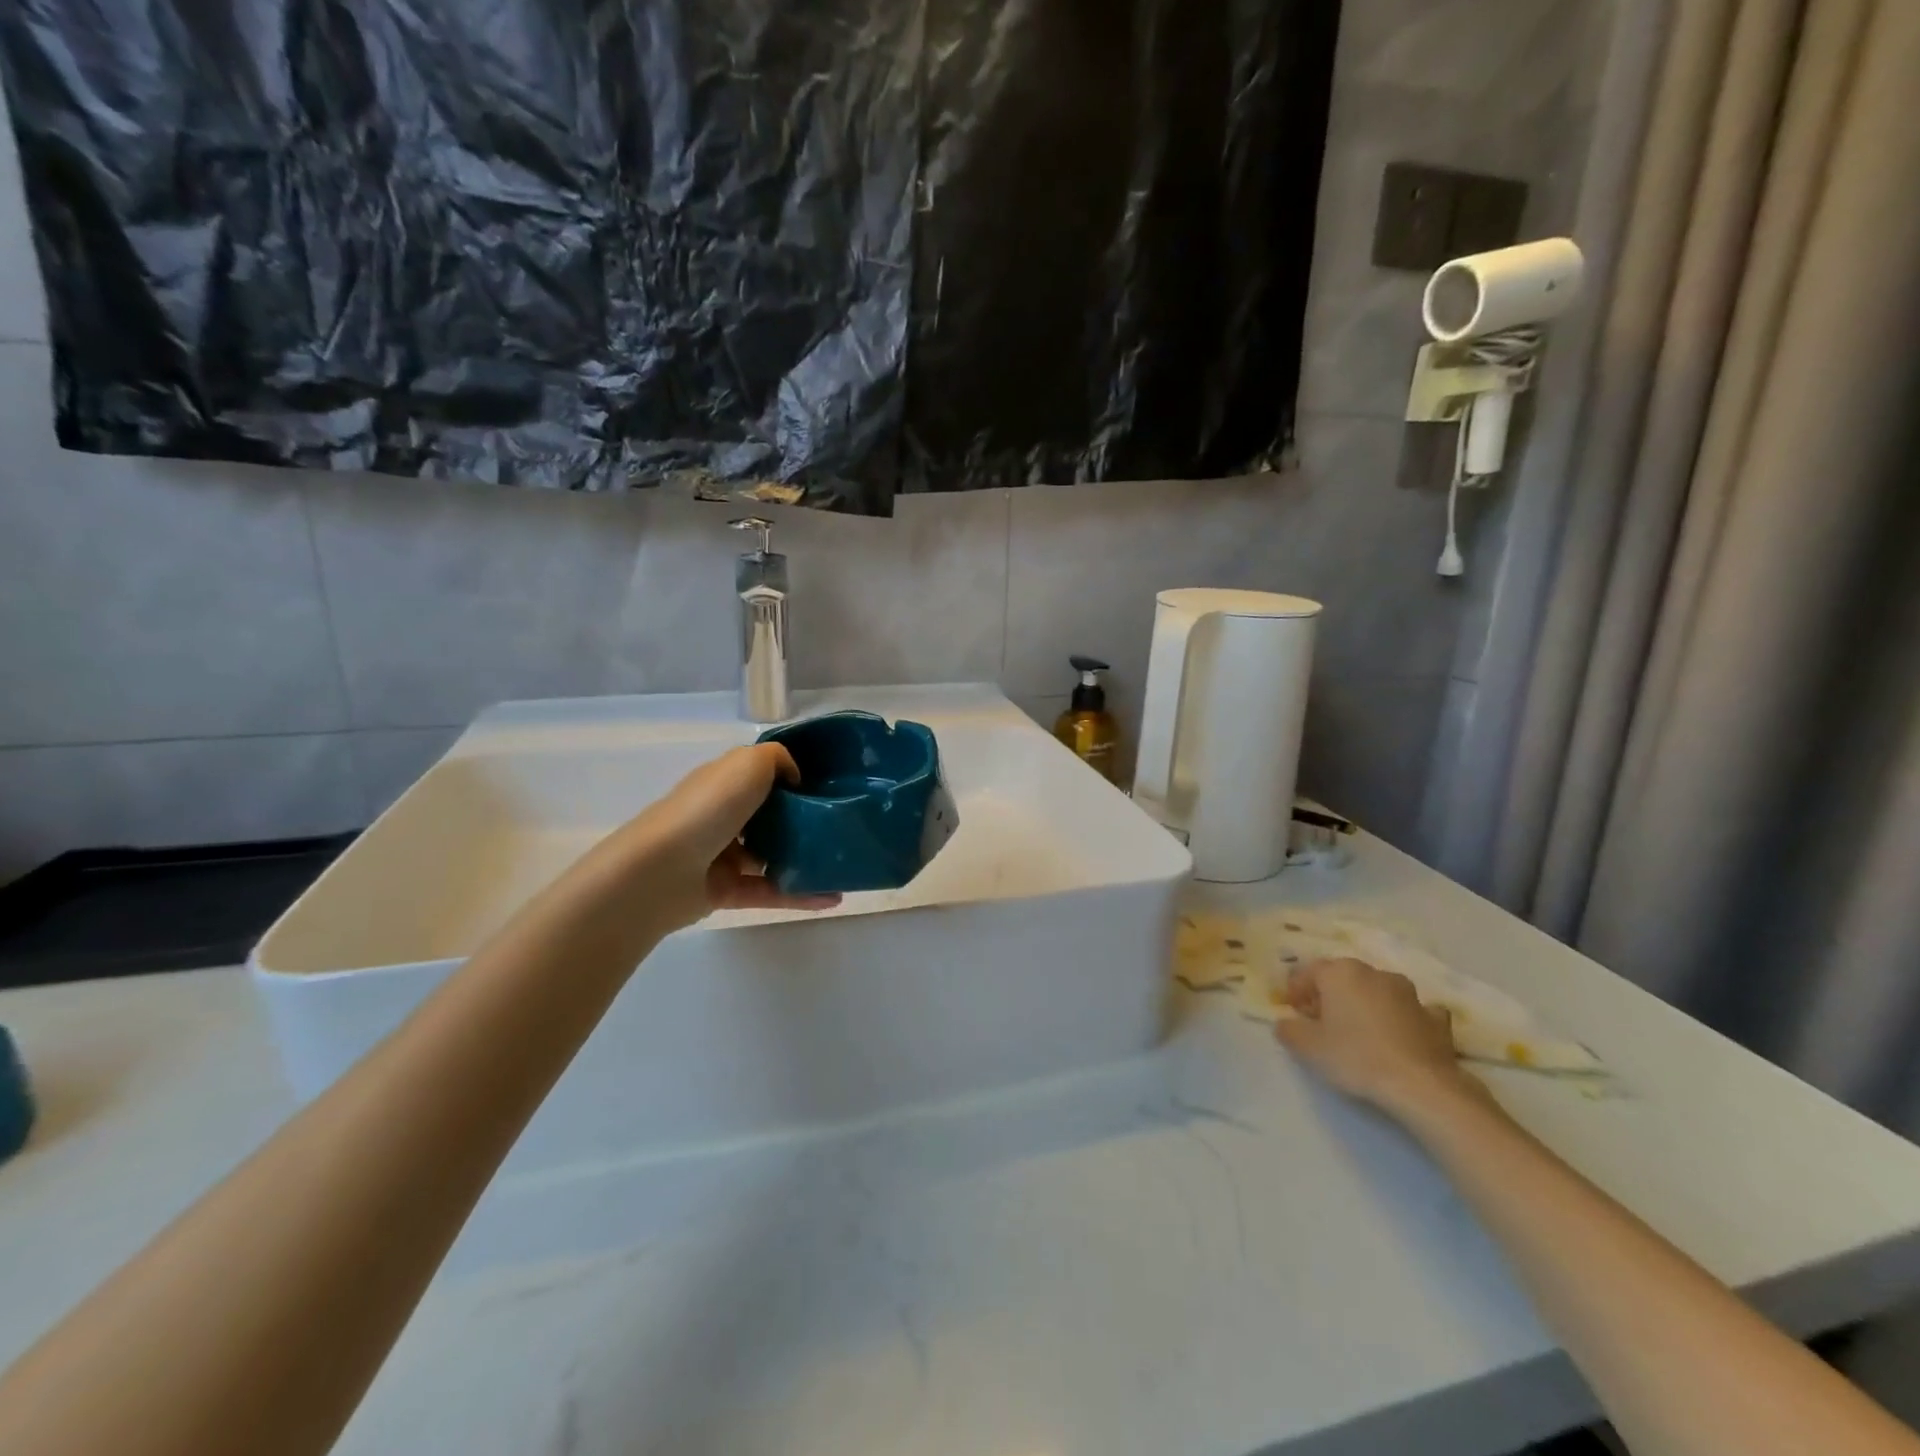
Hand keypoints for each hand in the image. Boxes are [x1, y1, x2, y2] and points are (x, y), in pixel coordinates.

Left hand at [616, 744, 840, 930]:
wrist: (661, 870)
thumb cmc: (707, 808)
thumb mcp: (748, 763)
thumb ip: (777, 759)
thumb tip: (794, 779)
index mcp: (724, 782)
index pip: (762, 775)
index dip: (794, 778)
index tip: (831, 786)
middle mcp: (722, 816)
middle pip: (770, 817)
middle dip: (805, 821)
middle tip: (843, 826)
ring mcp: (723, 856)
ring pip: (773, 857)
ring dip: (806, 861)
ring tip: (844, 865)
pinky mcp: (726, 891)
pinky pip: (772, 892)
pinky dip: (802, 895)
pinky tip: (834, 897)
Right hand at [1275, 958, 1478, 1116]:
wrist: (1421, 1085)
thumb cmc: (1355, 1057)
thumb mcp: (1307, 1047)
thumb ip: (1288, 1030)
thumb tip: (1286, 1023)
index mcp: (1340, 972)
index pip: (1309, 972)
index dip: (1297, 990)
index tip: (1293, 1012)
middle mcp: (1373, 973)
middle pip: (1343, 977)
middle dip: (1330, 994)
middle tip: (1321, 1020)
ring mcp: (1409, 993)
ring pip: (1377, 990)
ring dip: (1366, 1003)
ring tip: (1360, 1030)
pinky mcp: (1435, 1018)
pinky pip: (1411, 1010)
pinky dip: (1403, 1017)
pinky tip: (1400, 1035)